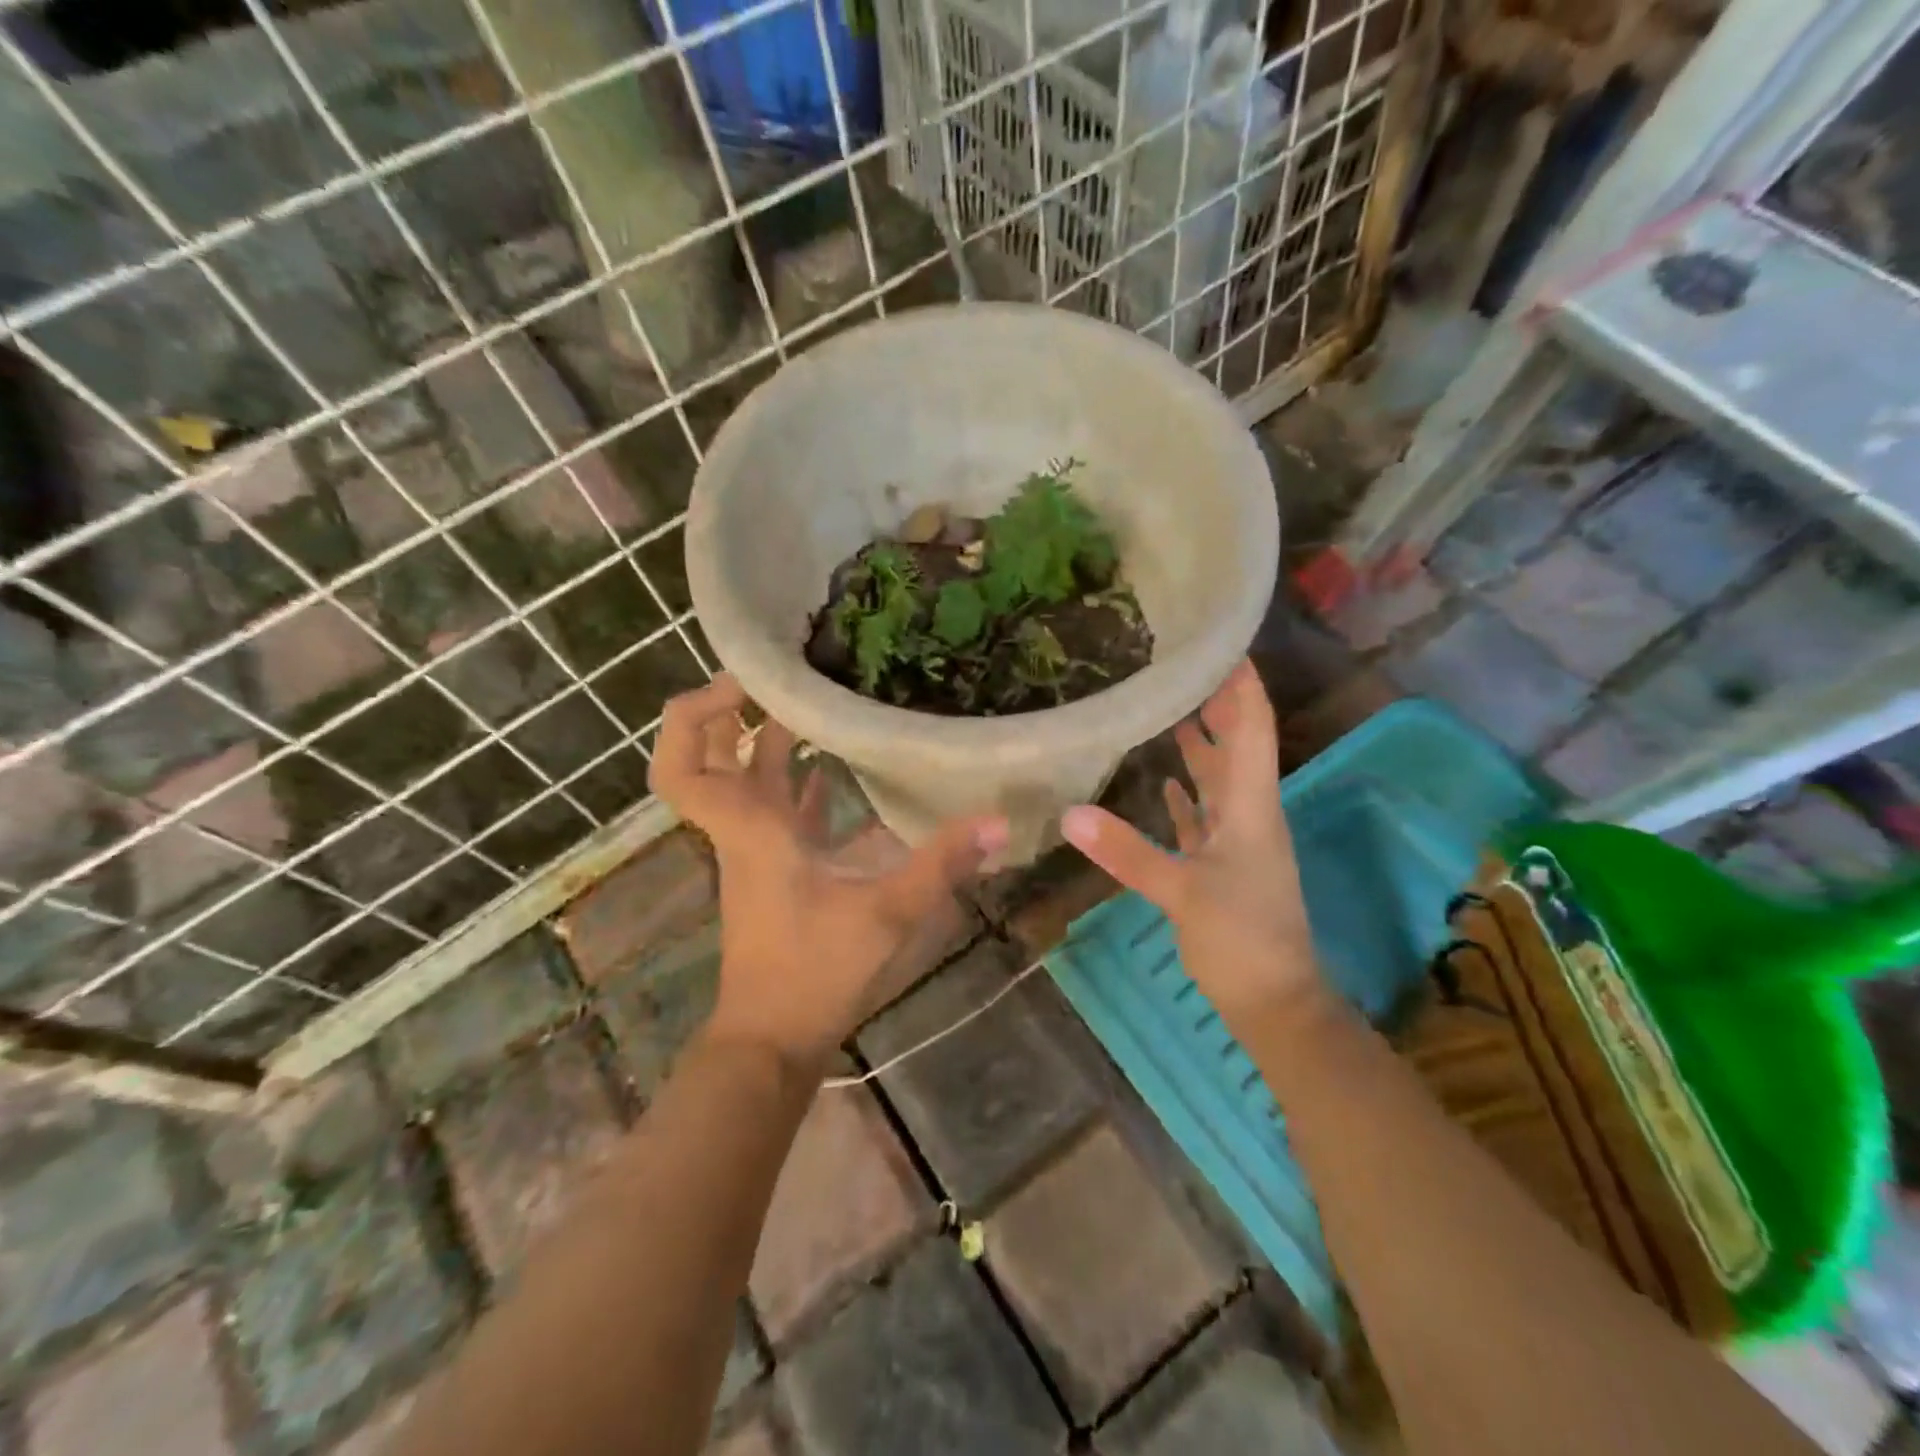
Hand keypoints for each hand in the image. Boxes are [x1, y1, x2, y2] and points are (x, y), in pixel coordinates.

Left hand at [649, 674, 1008, 1073]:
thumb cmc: (814, 973)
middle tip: (786, 675)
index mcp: (750, 829)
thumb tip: (998, 821)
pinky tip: (844, 770)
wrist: (774, 1040)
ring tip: (823, 702)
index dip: (696, 715)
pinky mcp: (778, 870)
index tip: (742, 682)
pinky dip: (803, 784)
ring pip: (750, 780)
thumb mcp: (885, 914)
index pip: (683, 766)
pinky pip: (782, 810)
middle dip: (737, 711)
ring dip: (774, 741)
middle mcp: (745, 830)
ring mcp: (759, 850)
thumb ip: (941, 865)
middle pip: (712, 758)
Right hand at [1060, 660, 1325, 1029]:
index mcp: (1251, 807)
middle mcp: (1249, 814)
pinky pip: (1204, 817)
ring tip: (1174, 708)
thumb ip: (1127, 852)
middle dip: (1217, 705)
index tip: (1224, 644)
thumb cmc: (1242, 940)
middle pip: (1236, 746)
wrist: (1275, 1003)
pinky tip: (1166, 781)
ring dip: (1202, 746)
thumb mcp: (1182, 893)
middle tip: (1184, 666)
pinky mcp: (1223, 866)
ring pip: (1220, 780)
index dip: (1242, 686)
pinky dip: (1187, 796)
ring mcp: (1238, 842)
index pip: (1253, 730)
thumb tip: (1069, 814)